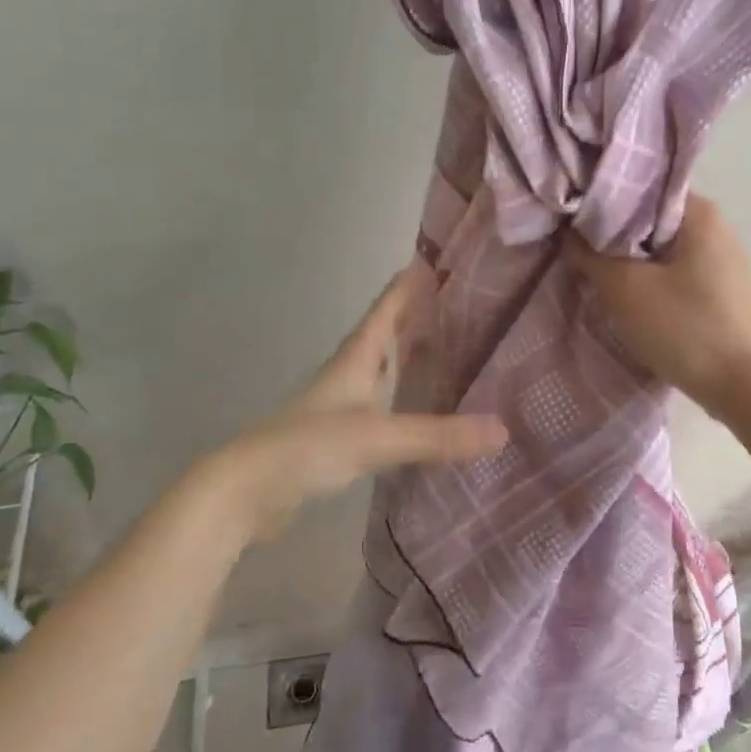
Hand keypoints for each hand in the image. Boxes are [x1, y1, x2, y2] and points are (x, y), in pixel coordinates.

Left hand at [209, 265, 507, 533]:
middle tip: (453, 305)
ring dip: (406, 357)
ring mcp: (338, 406)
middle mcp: (347, 375)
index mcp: (355, 359)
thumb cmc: (309, 446)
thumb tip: (502, 430)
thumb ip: (438, 435)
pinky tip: (416, 410)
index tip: (434, 261)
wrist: (248, 490)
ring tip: (443, 350)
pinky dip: (400, 398)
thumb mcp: (379, 436)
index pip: (386, 310)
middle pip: (384, 336)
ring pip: (380, 370)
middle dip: (414, 318)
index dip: (408, 286)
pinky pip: (377, 405)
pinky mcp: (335, 437)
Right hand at [565, 194, 750, 419]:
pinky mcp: (719, 290)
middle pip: (650, 217)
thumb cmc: (685, 328)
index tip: (570, 211)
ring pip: (661, 247)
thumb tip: (569, 232)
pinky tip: (624, 293)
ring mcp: (721, 261)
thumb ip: (590, 255)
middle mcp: (716, 228)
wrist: (743, 387)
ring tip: (591, 268)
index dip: (602, 196)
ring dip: (628, 258)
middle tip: (572, 242)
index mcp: (700, 213)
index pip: (642, 185)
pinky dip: (648, 277)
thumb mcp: (625, 289)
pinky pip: (674, 271)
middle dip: (612, 230)